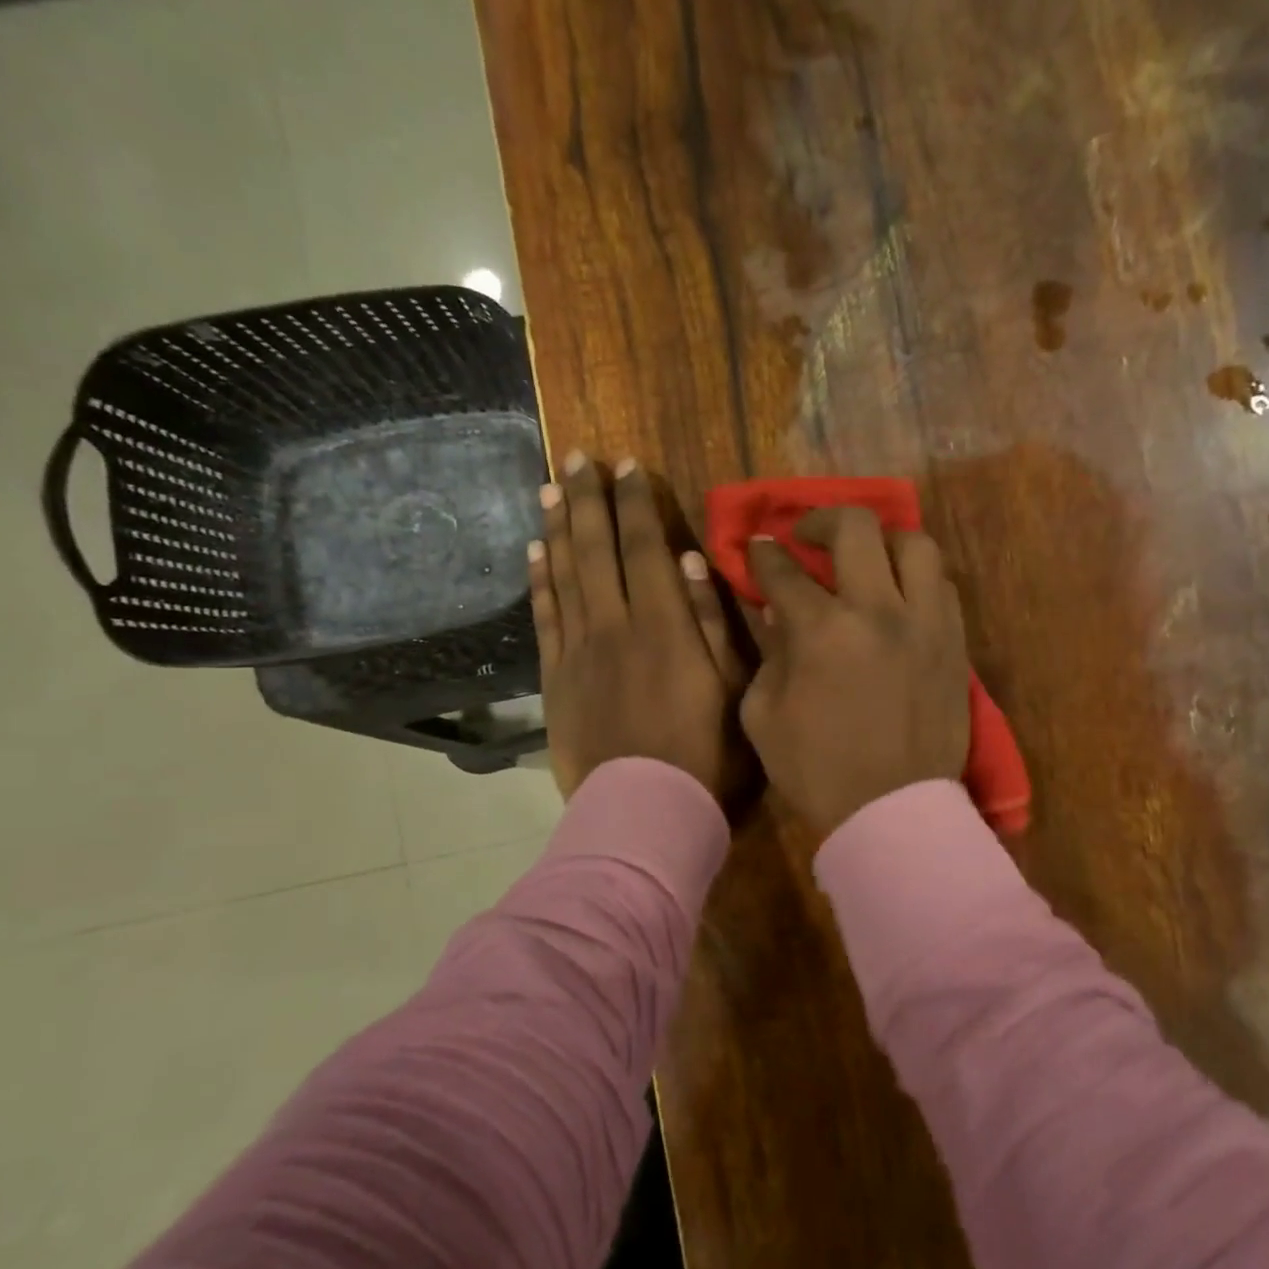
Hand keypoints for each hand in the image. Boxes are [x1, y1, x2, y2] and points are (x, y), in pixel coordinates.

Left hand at [530, 453, 746, 800]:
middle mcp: (614, 624)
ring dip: (557, 526)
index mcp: (663, 624)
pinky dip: (537, 580)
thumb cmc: (706, 753)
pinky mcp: (556, 678)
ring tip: (550, 488)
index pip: (644, 546)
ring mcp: (578, 650)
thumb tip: (689, 561)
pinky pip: (543, 617)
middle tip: (577, 457)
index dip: (634, 502)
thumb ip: (713, 622)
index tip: (625, 465)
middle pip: (595, 548)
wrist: (646, 810)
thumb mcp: (734, 688)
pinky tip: (533, 551)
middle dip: (587, 498)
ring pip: (563, 574)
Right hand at [739, 507, 969, 836]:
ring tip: (865, 556)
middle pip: (856, 527)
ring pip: (915, 544)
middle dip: (820, 519)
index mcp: (823, 631)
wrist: (892, 812)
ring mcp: (926, 623)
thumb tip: (782, 614)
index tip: (758, 548)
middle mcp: (879, 611)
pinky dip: (915, 577)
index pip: (784, 570)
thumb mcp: (764, 716)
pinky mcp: (954, 642)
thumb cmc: (817, 770)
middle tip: (807, 536)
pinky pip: (941, 585)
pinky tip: (899, 592)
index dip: (763, 554)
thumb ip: (769, 654)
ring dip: (881, 540)